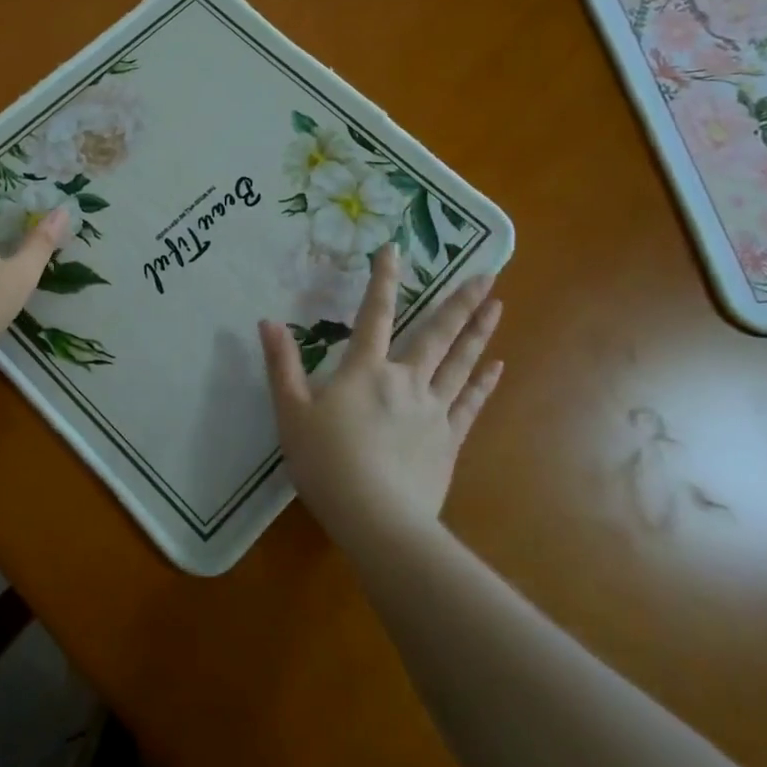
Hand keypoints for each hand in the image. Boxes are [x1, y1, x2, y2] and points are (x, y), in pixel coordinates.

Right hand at [258, 245, 502, 553]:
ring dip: (479, 332)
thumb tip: (268, 321)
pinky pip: (470, 403)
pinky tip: (497, 366)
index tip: (394, 249)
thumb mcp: (291, 412)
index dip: (383, 279)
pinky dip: (484, 382)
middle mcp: (405, 380)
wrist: (376, 517)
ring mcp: (433, 409)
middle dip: (460, 301)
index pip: (374, 314)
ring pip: (460, 362)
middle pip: (437, 334)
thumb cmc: (325, 462)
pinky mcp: (449, 440)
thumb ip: (282, 365)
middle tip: (487, 273)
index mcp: (365, 370)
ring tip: (498, 305)